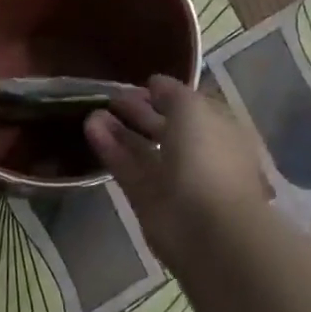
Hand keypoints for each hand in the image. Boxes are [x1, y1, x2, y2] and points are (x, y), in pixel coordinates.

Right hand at [84, 75, 269, 265]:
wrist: (207, 228)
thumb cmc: (209, 158)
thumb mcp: (193, 109)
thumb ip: (172, 94)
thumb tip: (156, 83)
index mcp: (220, 131)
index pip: (193, 108)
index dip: (169, 96)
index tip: (143, 84)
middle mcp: (198, 154)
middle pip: (166, 129)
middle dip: (141, 112)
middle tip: (112, 97)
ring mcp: (173, 180)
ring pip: (143, 150)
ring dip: (119, 130)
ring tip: (92, 110)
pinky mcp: (148, 200)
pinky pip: (127, 168)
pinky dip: (110, 148)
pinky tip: (90, 126)